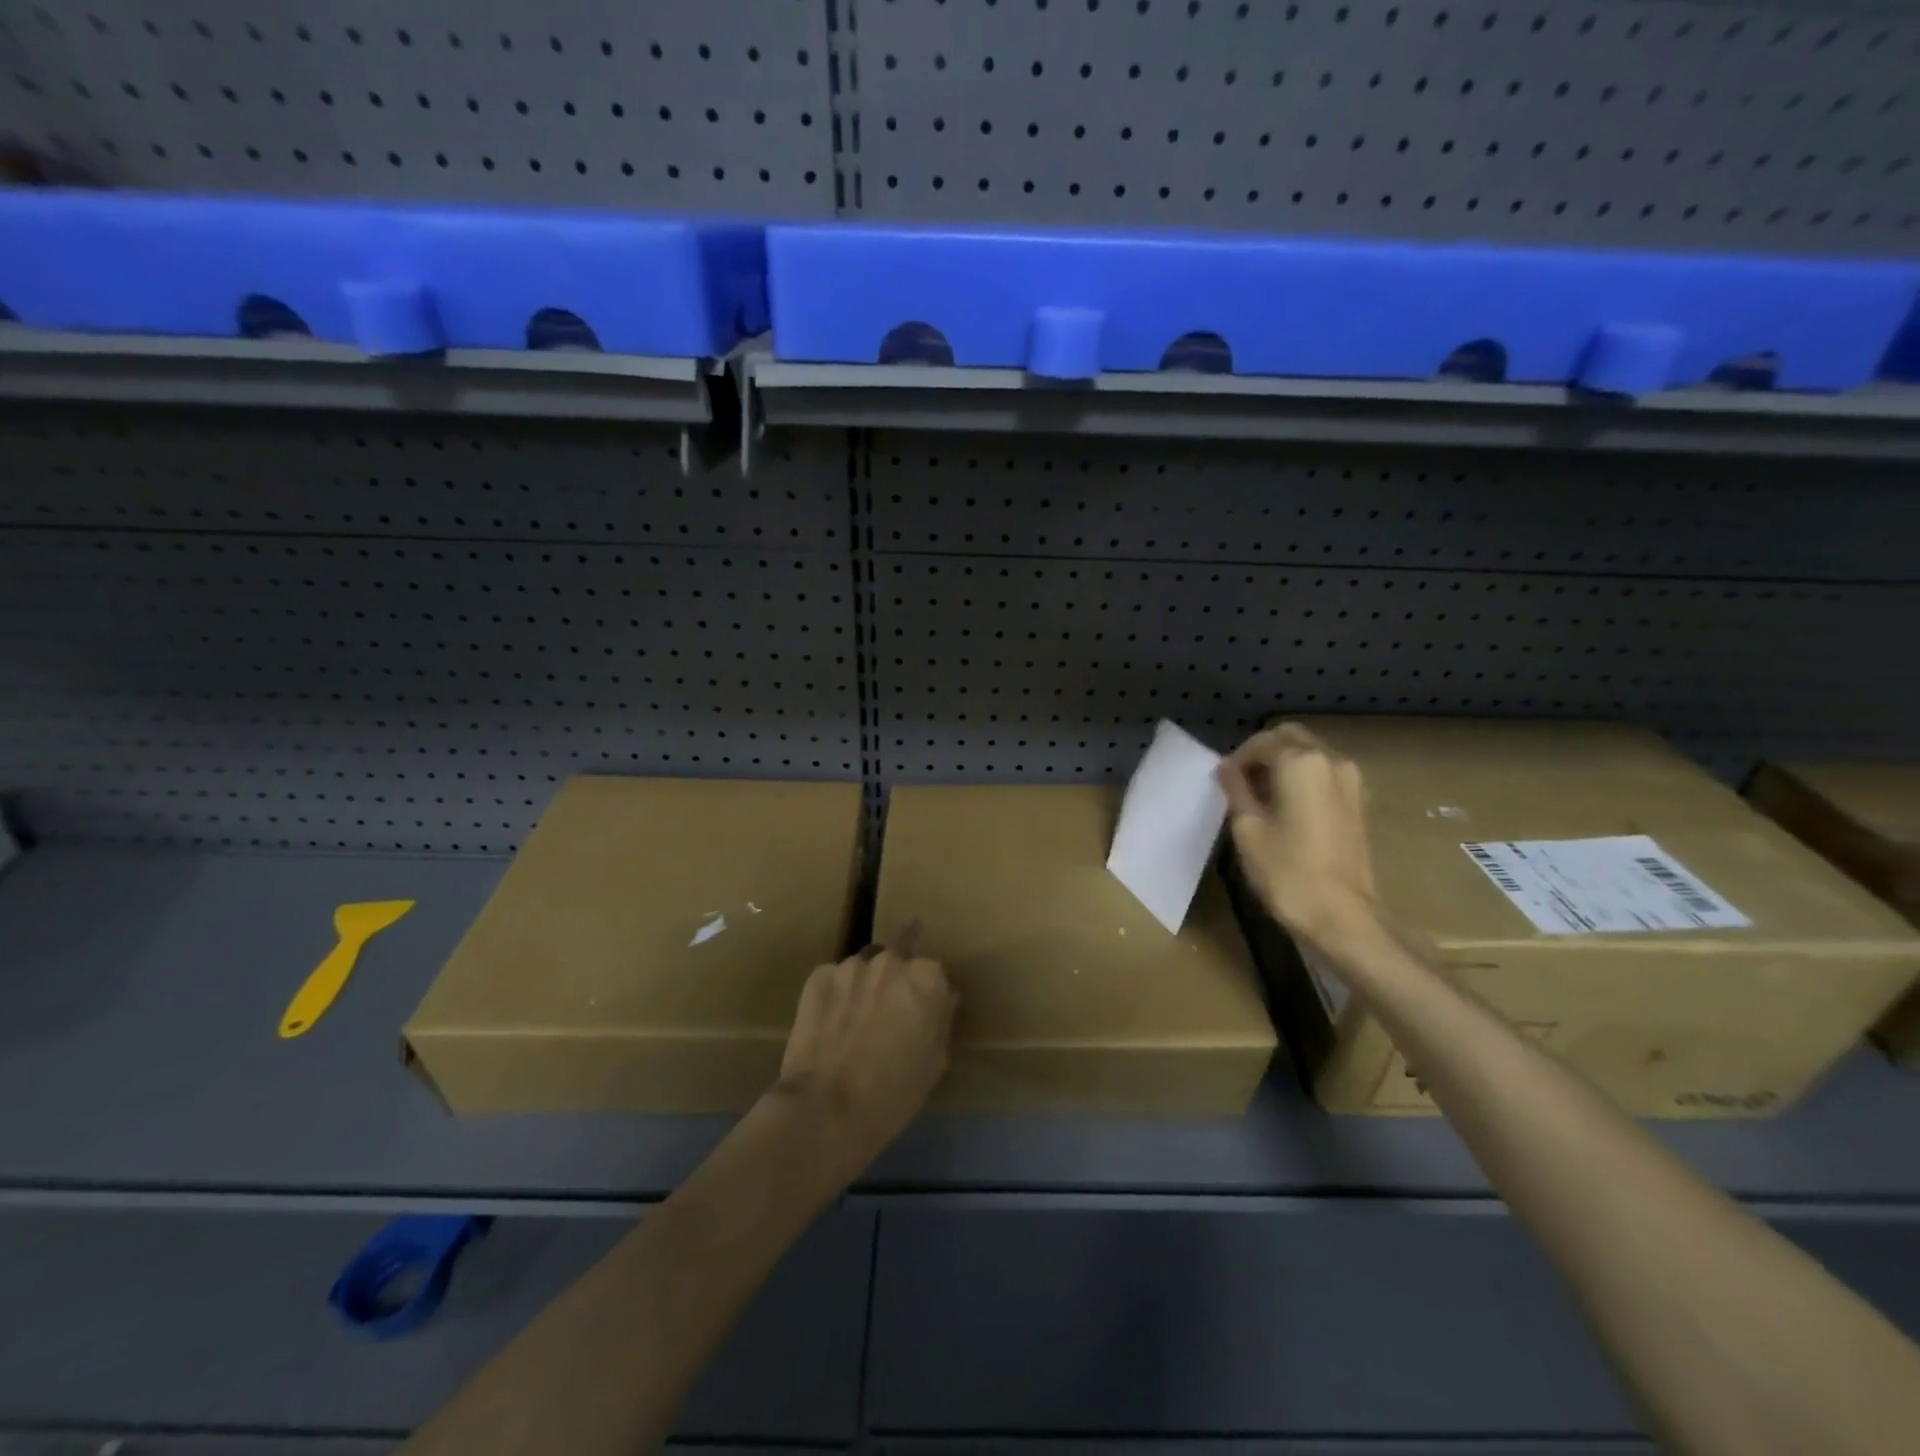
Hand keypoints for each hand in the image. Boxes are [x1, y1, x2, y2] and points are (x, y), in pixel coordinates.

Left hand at [772, 925, 956, 1175]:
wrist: (826, 1108)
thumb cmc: (894, 1092)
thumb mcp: (934, 1062)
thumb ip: (943, 1019)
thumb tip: (947, 995)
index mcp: (926, 978)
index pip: (933, 972)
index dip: (926, 995)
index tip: (918, 1016)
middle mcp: (890, 961)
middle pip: (898, 961)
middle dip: (894, 982)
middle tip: (885, 1016)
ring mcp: (851, 966)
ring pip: (864, 969)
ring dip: (864, 986)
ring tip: (854, 1021)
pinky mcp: (817, 977)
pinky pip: (833, 979)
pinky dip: (835, 995)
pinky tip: (829, 1025)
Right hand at [1218, 723, 1382, 948]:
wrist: (1342, 916)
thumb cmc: (1286, 871)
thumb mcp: (1247, 828)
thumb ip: (1236, 790)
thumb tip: (1227, 769)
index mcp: (1301, 761)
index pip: (1262, 742)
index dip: (1238, 759)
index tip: (1222, 781)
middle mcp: (1332, 760)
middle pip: (1291, 739)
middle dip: (1263, 754)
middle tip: (1240, 783)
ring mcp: (1351, 781)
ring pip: (1310, 755)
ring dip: (1284, 765)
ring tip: (1261, 797)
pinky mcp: (1359, 803)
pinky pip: (1324, 775)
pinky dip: (1302, 780)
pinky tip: (1286, 808)